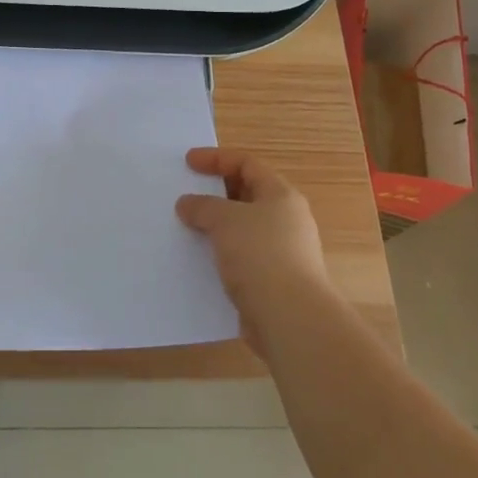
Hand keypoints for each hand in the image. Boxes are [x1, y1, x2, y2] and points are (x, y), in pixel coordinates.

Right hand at [177, 148, 336, 344]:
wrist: (290, 318)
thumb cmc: (261, 255)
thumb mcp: (225, 220)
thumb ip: (202, 206)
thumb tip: (187, 204)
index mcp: (281, 196)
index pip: (247, 164)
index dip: (216, 159)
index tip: (187, 163)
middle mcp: (286, 220)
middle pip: (247, 195)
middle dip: (215, 193)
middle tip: (186, 195)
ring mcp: (282, 252)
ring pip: (243, 229)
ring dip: (216, 226)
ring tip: (187, 228)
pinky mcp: (273, 281)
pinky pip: (241, 258)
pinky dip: (221, 254)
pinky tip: (200, 261)